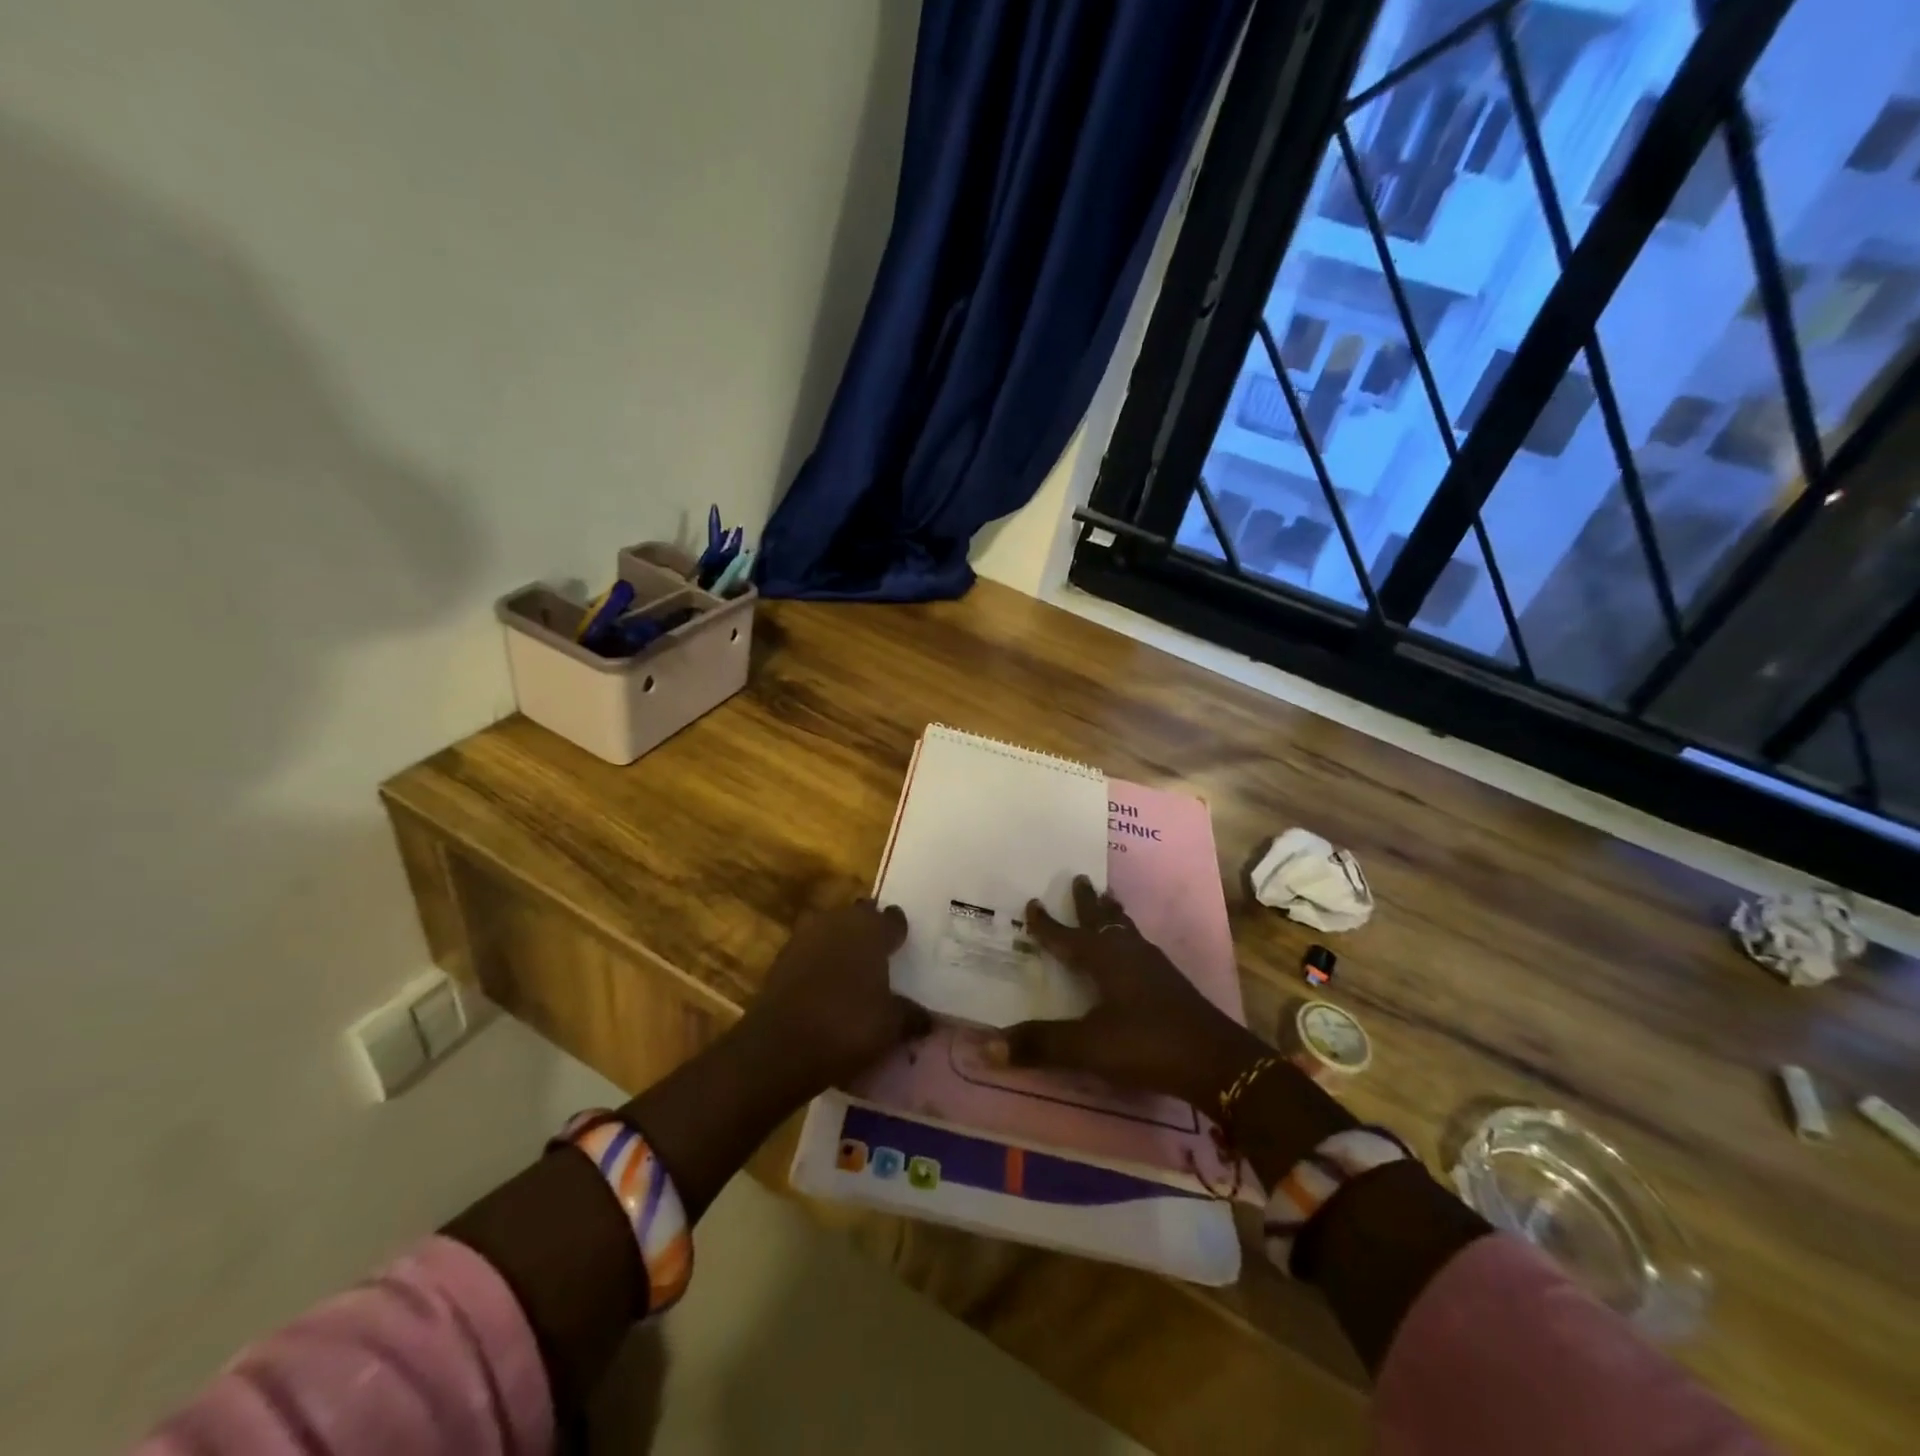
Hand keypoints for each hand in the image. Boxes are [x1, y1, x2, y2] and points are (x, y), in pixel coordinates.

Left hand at [739, 899, 930, 1098]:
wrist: (780, 1047)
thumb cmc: (847, 1025)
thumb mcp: (891, 1026)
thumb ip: (911, 1016)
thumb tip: (928, 1019)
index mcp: (870, 928)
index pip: (893, 918)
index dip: (899, 932)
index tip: (904, 947)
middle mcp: (837, 921)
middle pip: (859, 917)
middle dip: (868, 933)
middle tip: (880, 958)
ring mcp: (804, 937)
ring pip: (831, 932)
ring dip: (841, 946)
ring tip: (853, 973)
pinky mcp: (781, 959)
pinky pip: (809, 953)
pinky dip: (819, 965)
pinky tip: (826, 989)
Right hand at [988, 876, 1266, 1108]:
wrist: (1216, 1061)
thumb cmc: (1146, 1044)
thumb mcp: (1087, 1047)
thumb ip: (1039, 1045)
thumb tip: (983, 1047)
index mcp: (1105, 959)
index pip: (1067, 935)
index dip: (1047, 923)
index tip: (1032, 901)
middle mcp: (1129, 953)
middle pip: (1104, 919)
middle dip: (1087, 901)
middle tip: (1079, 878)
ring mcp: (1154, 966)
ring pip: (1127, 929)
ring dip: (1112, 914)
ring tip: (1108, 900)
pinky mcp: (1171, 983)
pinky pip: (1140, 946)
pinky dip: (1128, 935)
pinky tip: (1134, 951)